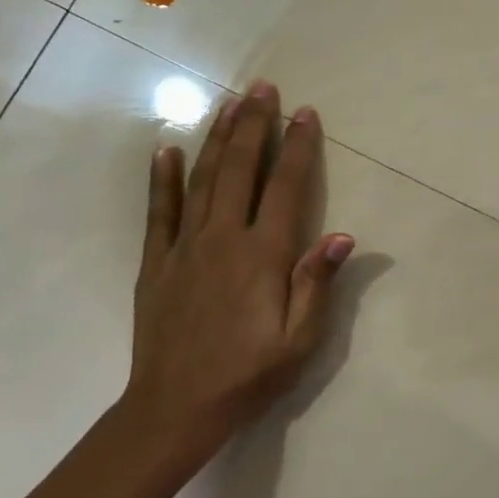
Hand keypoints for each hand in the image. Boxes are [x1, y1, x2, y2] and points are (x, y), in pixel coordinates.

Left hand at [126, 80, 353, 463]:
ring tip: (228, 102)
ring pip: (202, 179)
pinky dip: (162, 178)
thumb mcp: (299, 341)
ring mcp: (185, 247)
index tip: (306, 113)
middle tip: (263, 87)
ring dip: (217, 137)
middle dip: (254, 125)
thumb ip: (316, 284)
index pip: (287, 187)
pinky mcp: (156, 262)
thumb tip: (341, 235)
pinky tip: (166, 149)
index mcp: (263, 255)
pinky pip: (159, 211)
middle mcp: (224, 238)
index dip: (299, 147)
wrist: (174, 410)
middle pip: (241, 169)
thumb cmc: (247, 376)